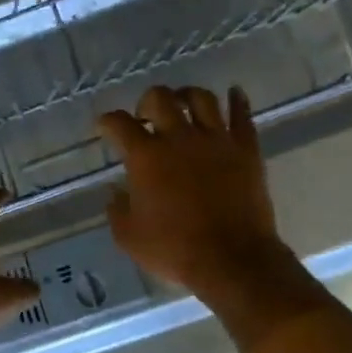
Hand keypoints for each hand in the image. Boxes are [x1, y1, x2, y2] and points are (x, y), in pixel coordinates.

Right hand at [96, 85, 290, 297]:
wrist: (232, 259)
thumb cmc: (175, 250)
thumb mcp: (129, 237)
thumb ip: (117, 210)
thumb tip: (117, 193)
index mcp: (146, 157)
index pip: (119, 123)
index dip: (107, 121)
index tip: (105, 126)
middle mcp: (179, 138)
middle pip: (160, 98)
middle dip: (147, 102)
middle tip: (146, 115)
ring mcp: (216, 140)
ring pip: (202, 98)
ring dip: (187, 95)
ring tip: (184, 102)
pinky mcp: (246, 149)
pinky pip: (242, 115)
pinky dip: (237, 100)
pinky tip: (234, 93)